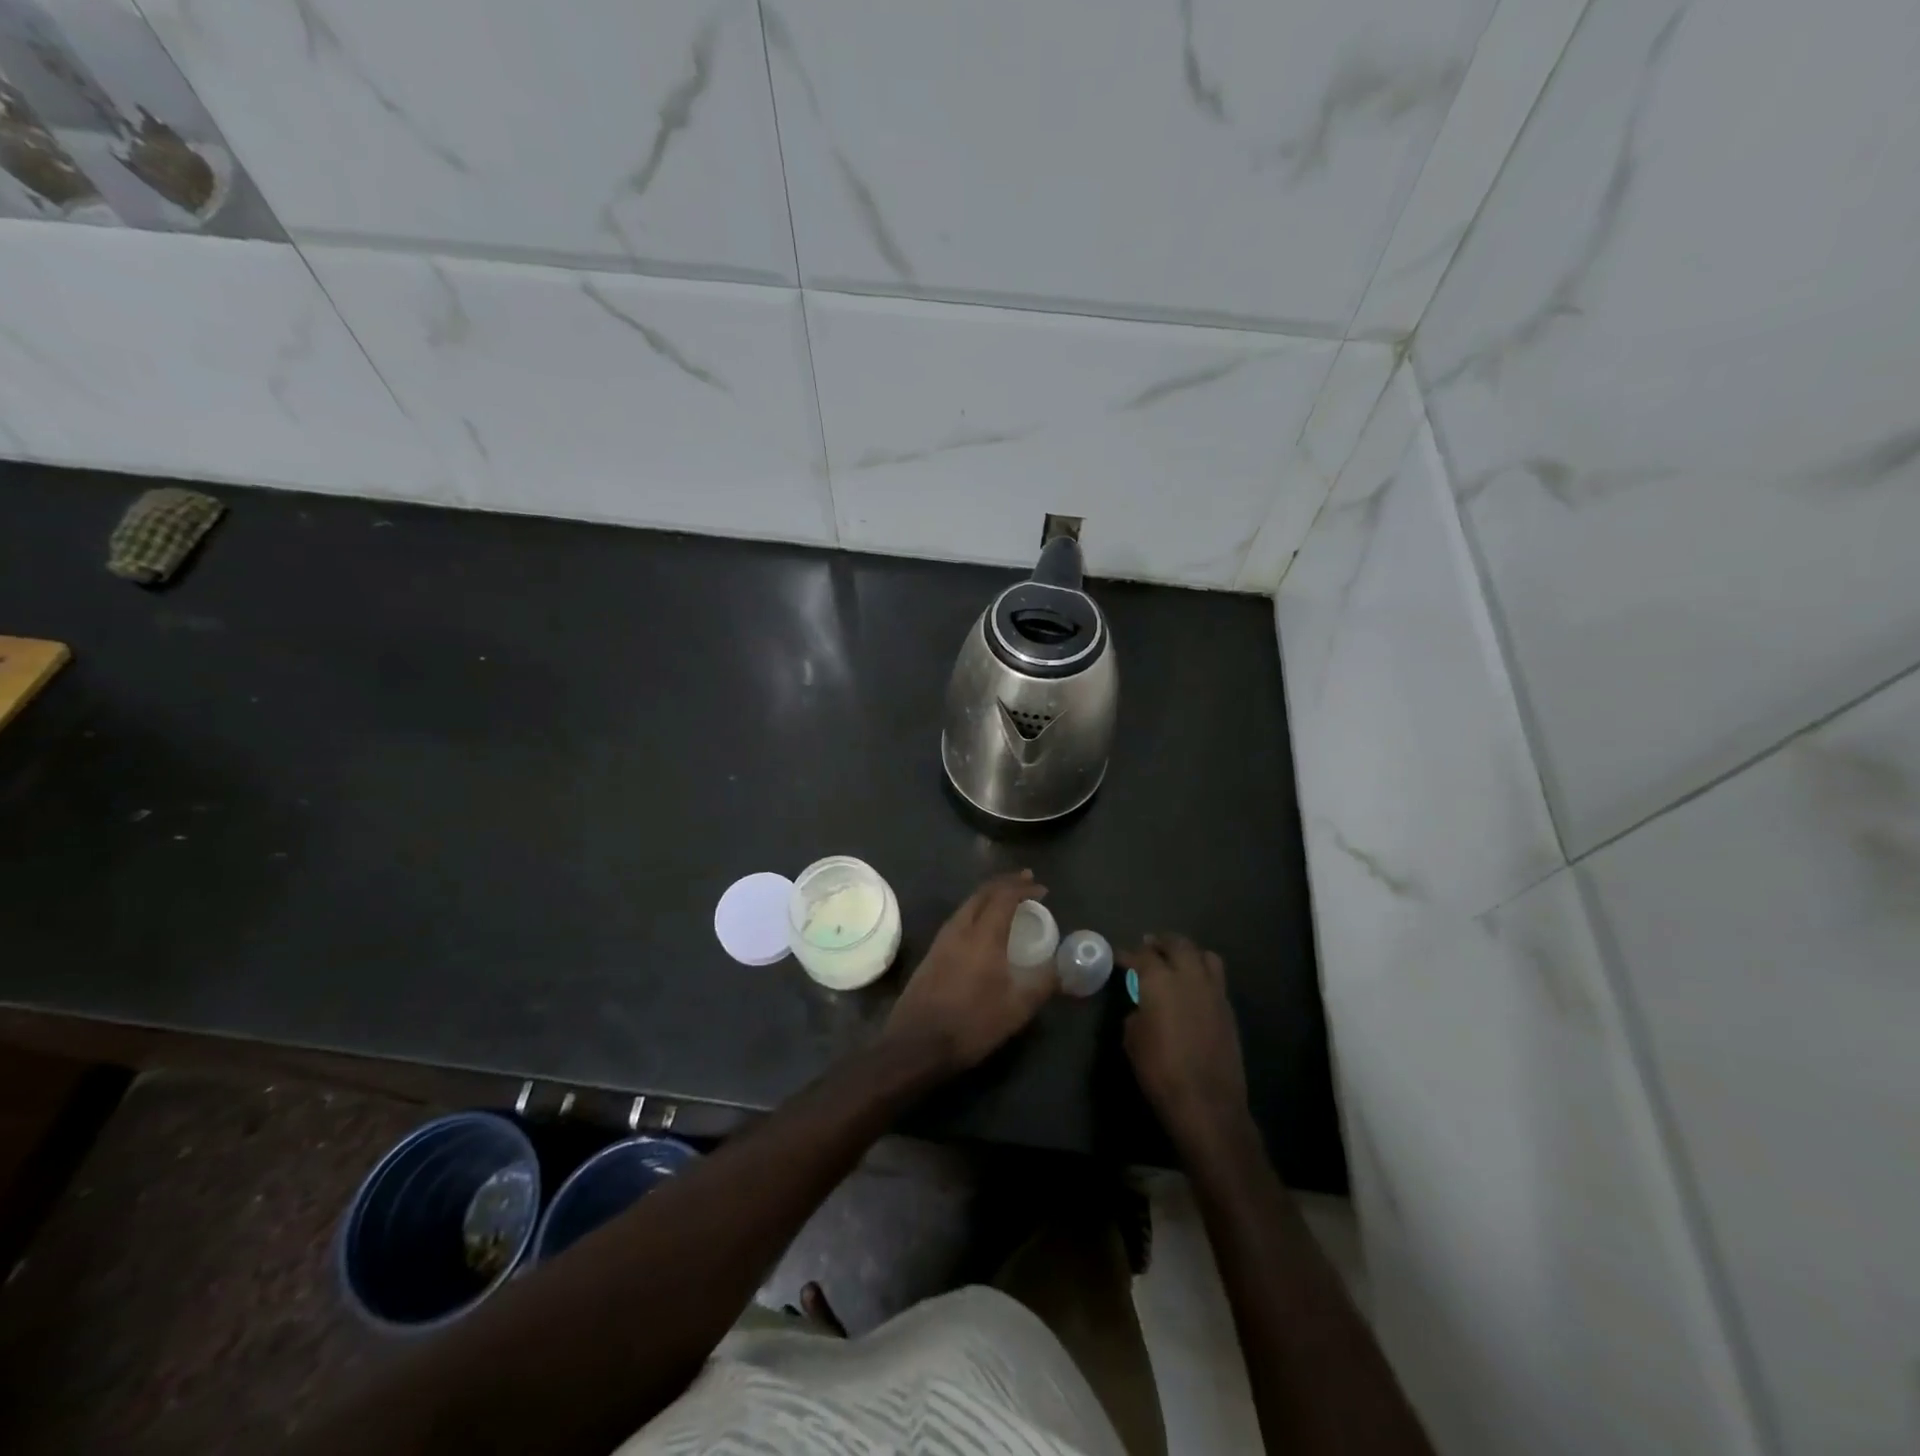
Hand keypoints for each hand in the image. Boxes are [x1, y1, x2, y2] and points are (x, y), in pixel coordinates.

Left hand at [885, 871, 1054, 1073]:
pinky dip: (977, 910)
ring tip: (1008, 900)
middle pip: (983, 892)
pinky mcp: (932, 952)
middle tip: (1026, 881)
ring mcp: (942, 939)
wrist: (916, 1043)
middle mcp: (960, 928)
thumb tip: (1062, 968)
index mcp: (983, 935)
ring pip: (968, 904)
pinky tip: (984, 926)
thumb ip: (1042, 983)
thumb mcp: (1016, 1009)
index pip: (1004, 896)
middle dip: (1006, 883)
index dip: (1023, 888)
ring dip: (990, 895)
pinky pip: (959, 918)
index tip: (1042, 889)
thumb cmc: (971, 1024)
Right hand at [1122, 934, 1249, 1148]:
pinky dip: (1203, 972)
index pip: (1141, 956)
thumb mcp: (1133, 1040)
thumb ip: (1137, 1013)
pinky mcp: (1228, 1009)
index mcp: (1160, 981)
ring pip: (1204, 955)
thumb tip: (1144, 1008)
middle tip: (1148, 945)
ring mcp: (1213, 991)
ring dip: (1187, 952)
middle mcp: (1189, 977)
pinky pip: (1216, 978)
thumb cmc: (1160, 1071)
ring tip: (1176, 959)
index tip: (1118, 956)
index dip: (1127, 954)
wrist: (1207, 1103)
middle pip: (1177, 944)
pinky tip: (1193, 986)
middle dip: (1160, 942)